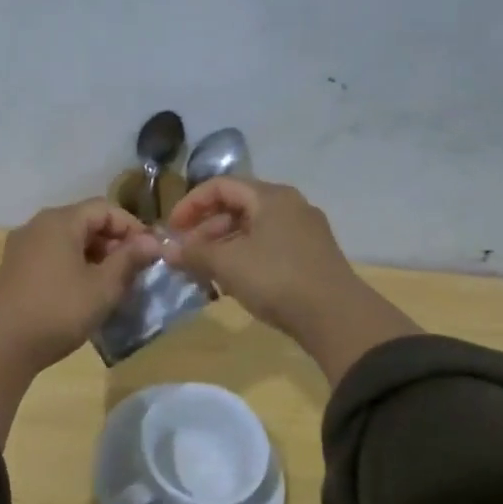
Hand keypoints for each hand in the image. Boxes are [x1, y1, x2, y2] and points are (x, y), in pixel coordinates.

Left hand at [0, 199, 161, 369]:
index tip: (150, 252)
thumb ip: (129, 259)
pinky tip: (83, 289)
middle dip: (113, 241)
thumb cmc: (60, 311)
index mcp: (59, 221)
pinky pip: (51, 254)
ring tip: (112, 282)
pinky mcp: (13, 267)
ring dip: (94, 254)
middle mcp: (37, 225)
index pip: (104, 208)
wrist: (5, 346)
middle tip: (133, 269)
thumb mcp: (103, 286)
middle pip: (84, 221)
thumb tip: (153, 241)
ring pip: (67, 239)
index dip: (131, 227)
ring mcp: (21, 246)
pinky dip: (72, 263)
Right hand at [164, 178, 357, 332]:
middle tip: (186, 256)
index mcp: (271, 196)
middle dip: (205, 230)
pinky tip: (233, 282)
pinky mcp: (311, 256)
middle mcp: (290, 206)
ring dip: (222, 247)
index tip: (172, 230)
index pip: (220, 186)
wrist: (336, 317)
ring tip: (205, 273)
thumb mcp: (228, 264)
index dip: (190, 204)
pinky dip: (244, 257)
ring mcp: (304, 231)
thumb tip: (166, 249)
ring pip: (252, 229)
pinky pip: (268, 246)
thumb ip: (194, 253)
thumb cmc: (277, 279)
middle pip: (237, 207)